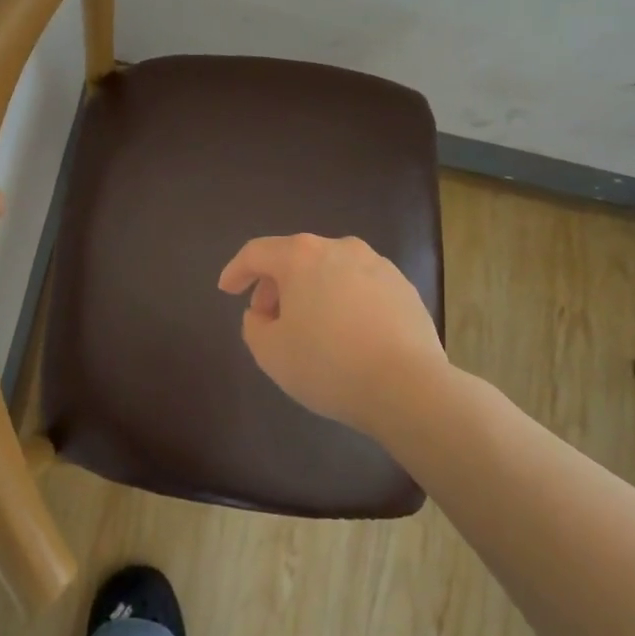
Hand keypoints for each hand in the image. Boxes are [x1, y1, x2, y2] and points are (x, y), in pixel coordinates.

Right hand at [217, 234, 446, 432]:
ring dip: (311, 292)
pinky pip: (359, 287)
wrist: (408, 387)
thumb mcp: (271, 353)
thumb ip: (254, 326)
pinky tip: (346, 334)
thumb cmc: (328, 365)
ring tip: (309, 328)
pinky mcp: (403, 287)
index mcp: (302, 256)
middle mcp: (340, 248)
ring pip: (330, 271)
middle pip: (295, 258)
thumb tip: (263, 314)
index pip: (256, 252)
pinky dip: (343, 302)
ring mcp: (377, 265)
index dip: (236, 270)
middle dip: (275, 286)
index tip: (226, 290)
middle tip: (268, 319)